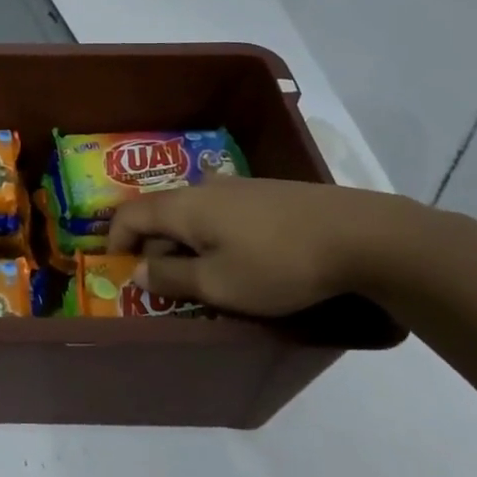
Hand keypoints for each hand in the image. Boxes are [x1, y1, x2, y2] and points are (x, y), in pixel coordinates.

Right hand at [106, 178, 430, 316]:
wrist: (361, 235)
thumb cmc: (277, 264)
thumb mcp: (219, 284)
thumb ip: (172, 278)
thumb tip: (137, 271)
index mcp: (184, 206)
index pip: (130, 215)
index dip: (115, 241)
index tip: (118, 270)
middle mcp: (205, 189)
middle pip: (161, 215)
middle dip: (154, 250)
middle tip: (165, 288)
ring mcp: (239, 188)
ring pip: (194, 216)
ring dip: (186, 246)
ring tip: (204, 280)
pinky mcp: (269, 195)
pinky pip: (222, 215)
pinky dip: (214, 238)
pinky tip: (240, 262)